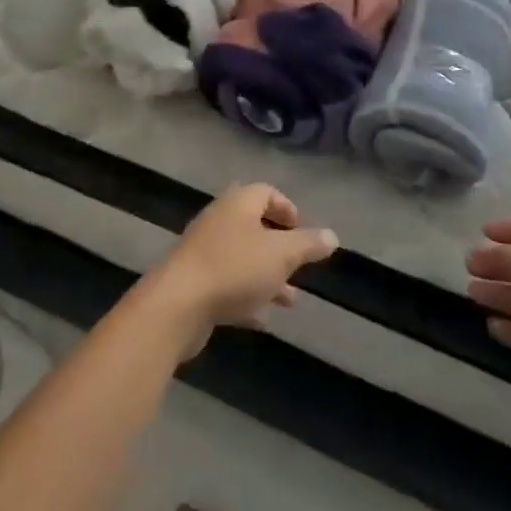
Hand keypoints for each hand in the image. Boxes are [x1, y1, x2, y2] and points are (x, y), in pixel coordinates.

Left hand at [149, 184, 337, 357]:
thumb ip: (307, 245)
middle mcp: (220, 220)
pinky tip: (262, 318)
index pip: (265, 192)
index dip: (287, 208)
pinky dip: (247, 296)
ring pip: (243, 258)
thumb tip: (332, 236)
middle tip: (299, 266)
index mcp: (238, 203)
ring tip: (290, 300)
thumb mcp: (280, 255)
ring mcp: (204, 251)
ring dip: (267, 276)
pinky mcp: (195, 281)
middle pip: (254, 226)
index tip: (302, 230)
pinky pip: (228, 283)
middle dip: (279, 248)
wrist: (178, 304)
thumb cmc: (234, 268)